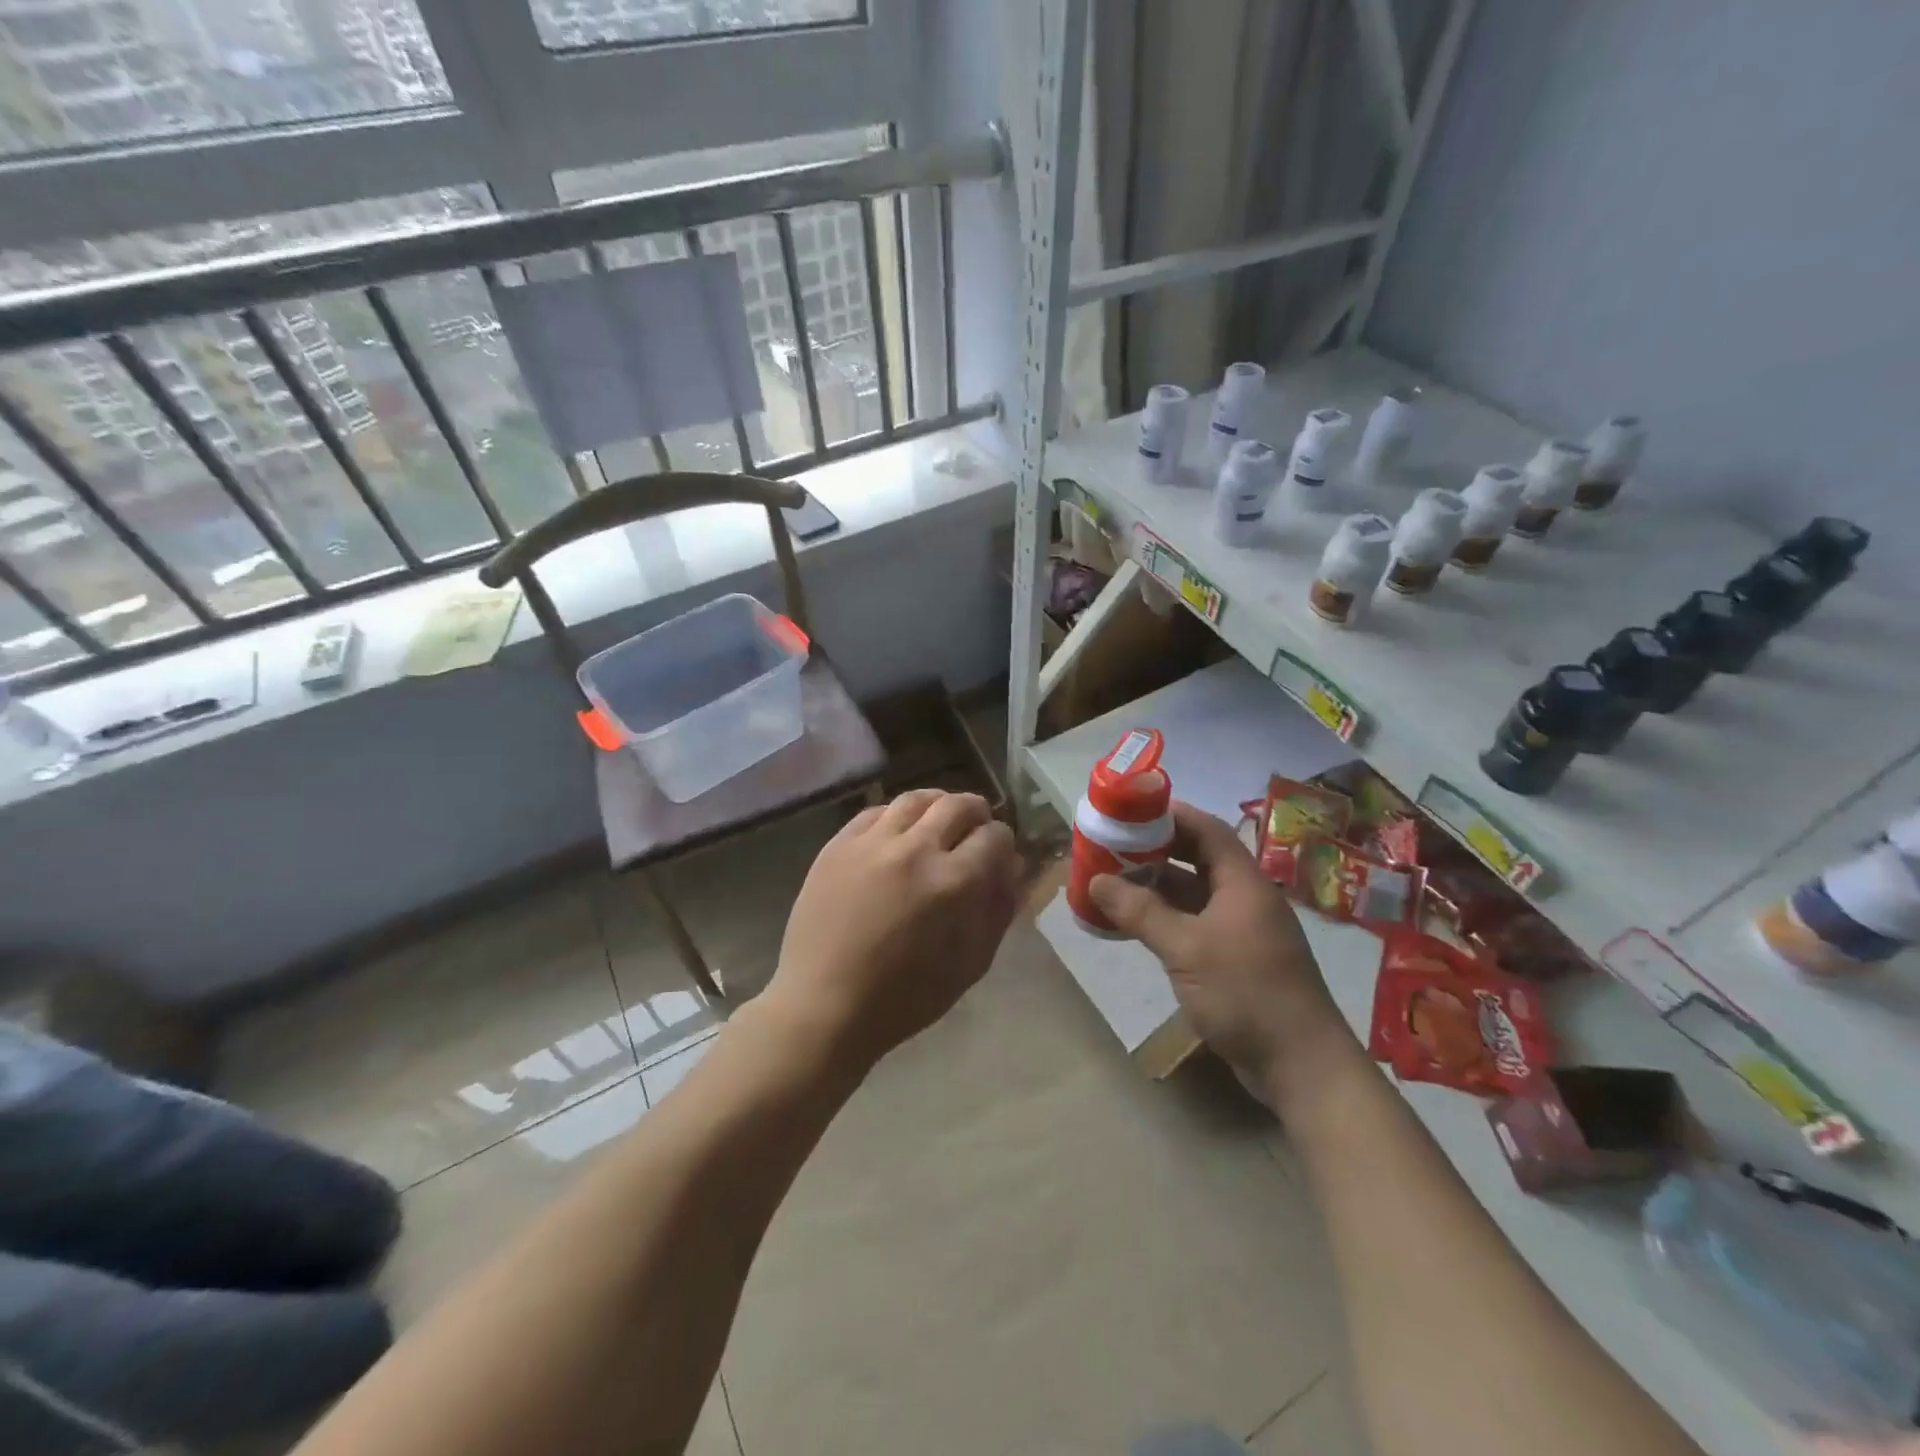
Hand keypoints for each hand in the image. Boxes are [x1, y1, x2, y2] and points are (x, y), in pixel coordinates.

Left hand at [770, 790, 1020, 1071]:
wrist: (826, 1004)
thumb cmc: (906, 997)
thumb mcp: (971, 963)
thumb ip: (998, 909)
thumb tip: (1012, 867)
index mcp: (955, 882)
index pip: (994, 836)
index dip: (1003, 844)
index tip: (998, 856)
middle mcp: (916, 849)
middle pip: (959, 805)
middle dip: (976, 814)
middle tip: (974, 830)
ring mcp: (872, 842)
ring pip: (916, 799)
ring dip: (937, 806)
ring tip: (938, 823)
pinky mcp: (838, 844)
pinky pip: (875, 811)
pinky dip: (896, 815)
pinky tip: (898, 833)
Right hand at [1089, 801, 1357, 1103]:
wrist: (1300, 1066)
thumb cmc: (1246, 994)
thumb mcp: (1186, 948)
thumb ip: (1141, 912)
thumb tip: (1096, 880)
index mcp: (1243, 883)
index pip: (1207, 830)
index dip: (1170, 815)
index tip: (1130, 811)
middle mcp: (1243, 899)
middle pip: (1198, 859)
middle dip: (1155, 851)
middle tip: (1113, 846)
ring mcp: (1240, 931)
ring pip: (1192, 895)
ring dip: (1155, 888)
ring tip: (1111, 882)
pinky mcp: (1234, 961)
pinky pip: (1193, 925)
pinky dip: (1163, 919)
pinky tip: (1132, 926)